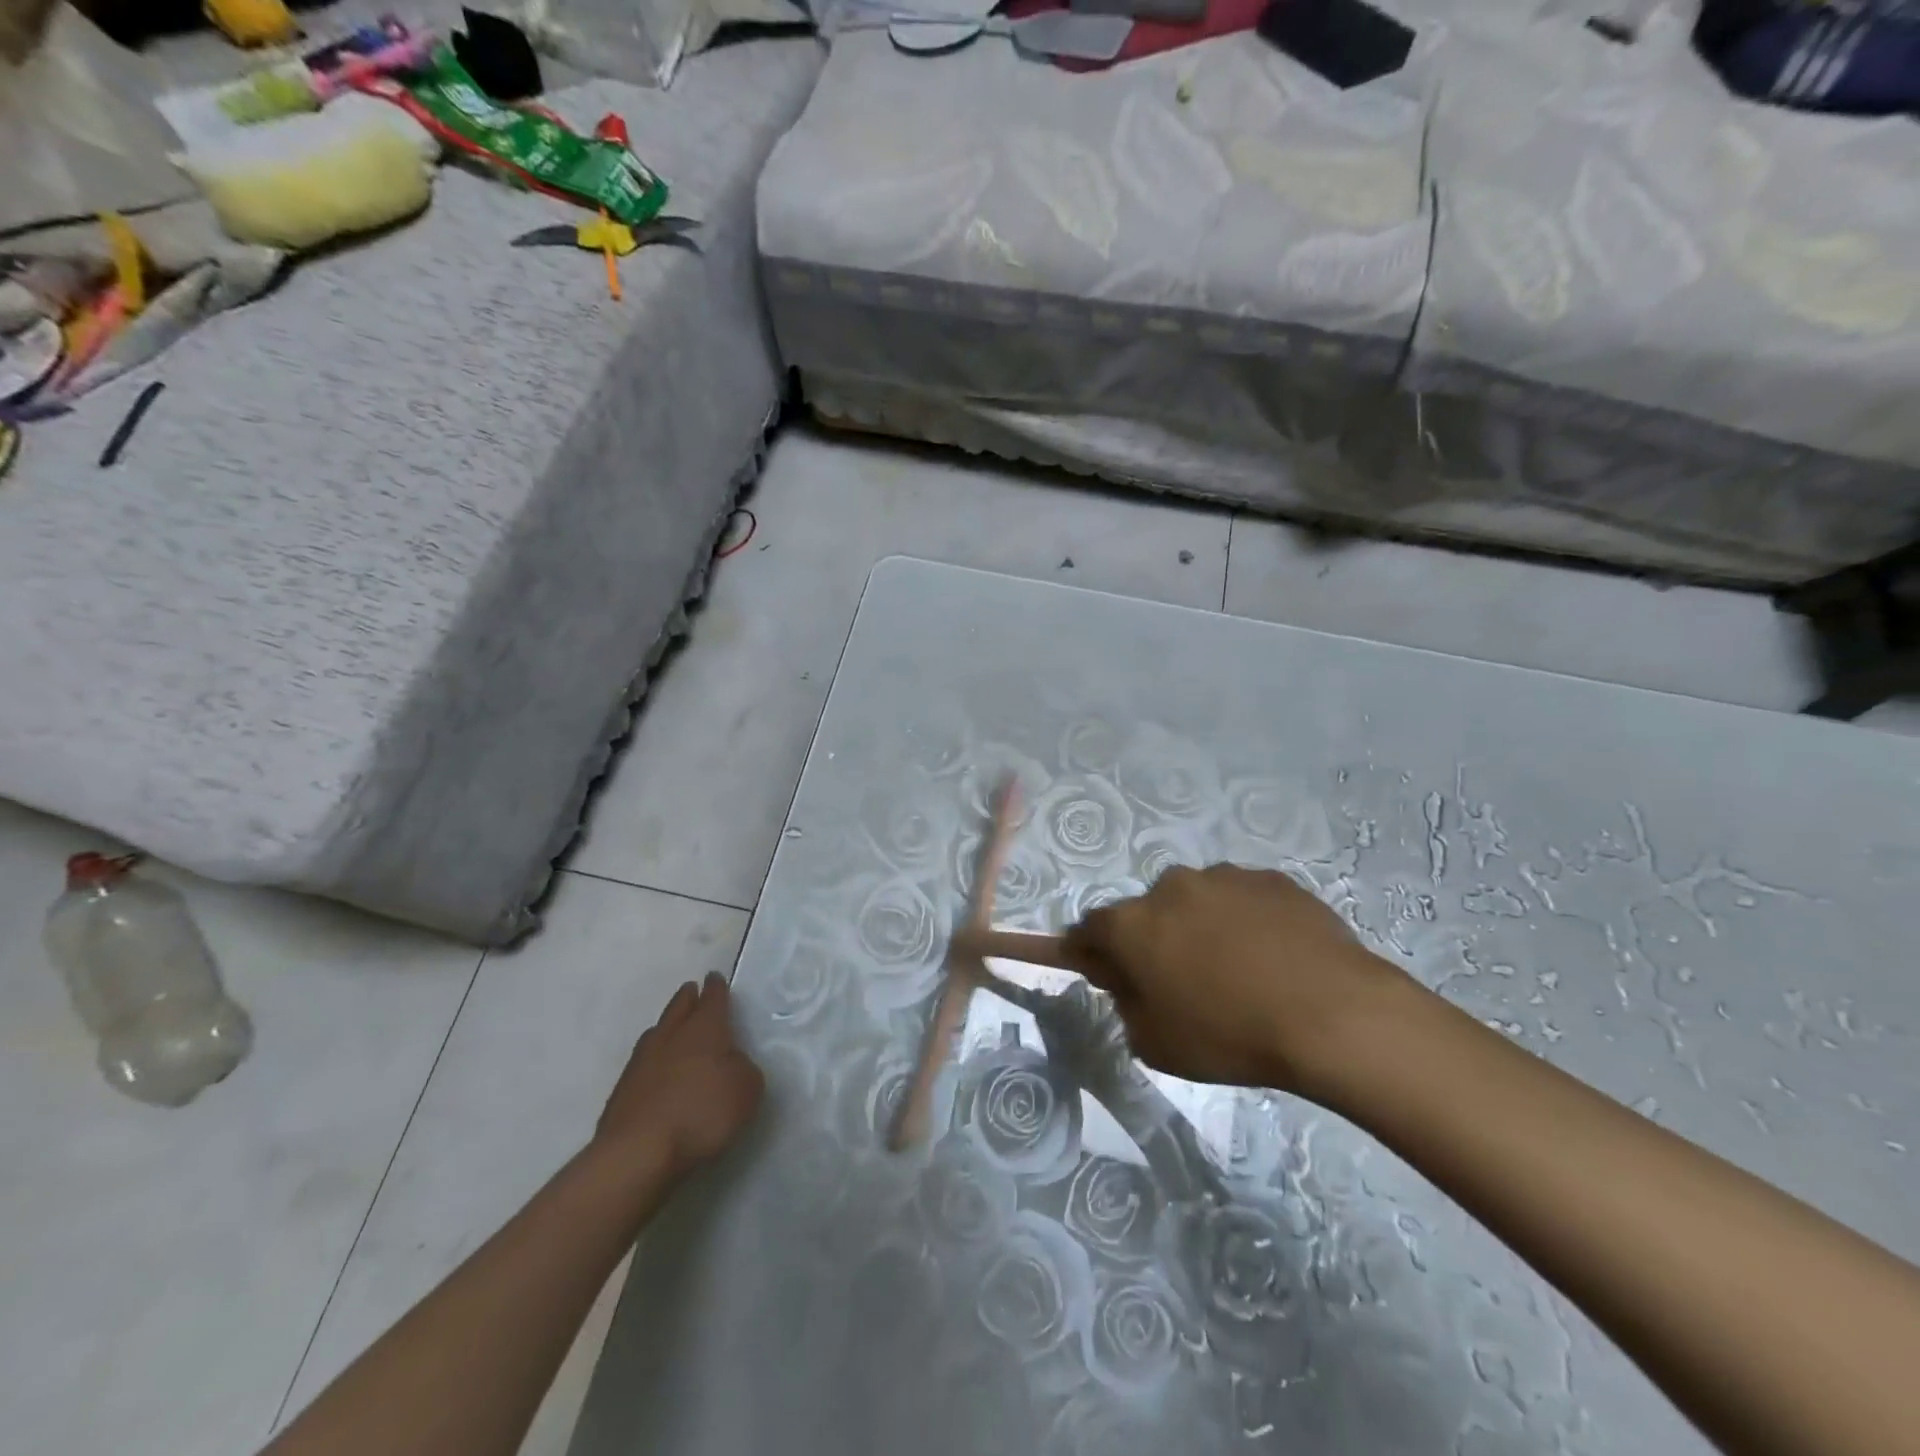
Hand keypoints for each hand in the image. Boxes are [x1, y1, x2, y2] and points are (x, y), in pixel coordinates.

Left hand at [596, 973, 763, 1177]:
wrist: (637, 1153)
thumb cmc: (701, 1113)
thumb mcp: (746, 1090)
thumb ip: (744, 1069)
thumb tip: (732, 1063)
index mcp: (705, 1028)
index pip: (713, 998)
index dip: (717, 987)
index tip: (715, 978)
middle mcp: (671, 1036)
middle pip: (679, 1007)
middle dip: (688, 998)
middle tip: (692, 991)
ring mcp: (642, 1062)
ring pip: (657, 1032)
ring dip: (668, 1026)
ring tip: (674, 1028)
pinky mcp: (622, 1090)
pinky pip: (643, 1062)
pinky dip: (654, 1060)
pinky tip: (658, 1071)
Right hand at [1061, 864, 1414, 1094]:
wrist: (1333, 1014)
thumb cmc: (1230, 1036)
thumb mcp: (1155, 1043)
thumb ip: (1126, 1004)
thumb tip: (1128, 981)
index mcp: (1132, 924)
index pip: (1089, 929)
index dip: (1090, 951)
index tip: (1102, 971)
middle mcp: (1171, 887)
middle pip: (1146, 912)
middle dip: (1152, 939)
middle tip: (1180, 980)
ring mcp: (1224, 877)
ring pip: (1197, 901)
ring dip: (1200, 927)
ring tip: (1237, 970)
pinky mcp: (1272, 879)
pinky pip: (1243, 900)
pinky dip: (1245, 922)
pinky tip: (1273, 958)